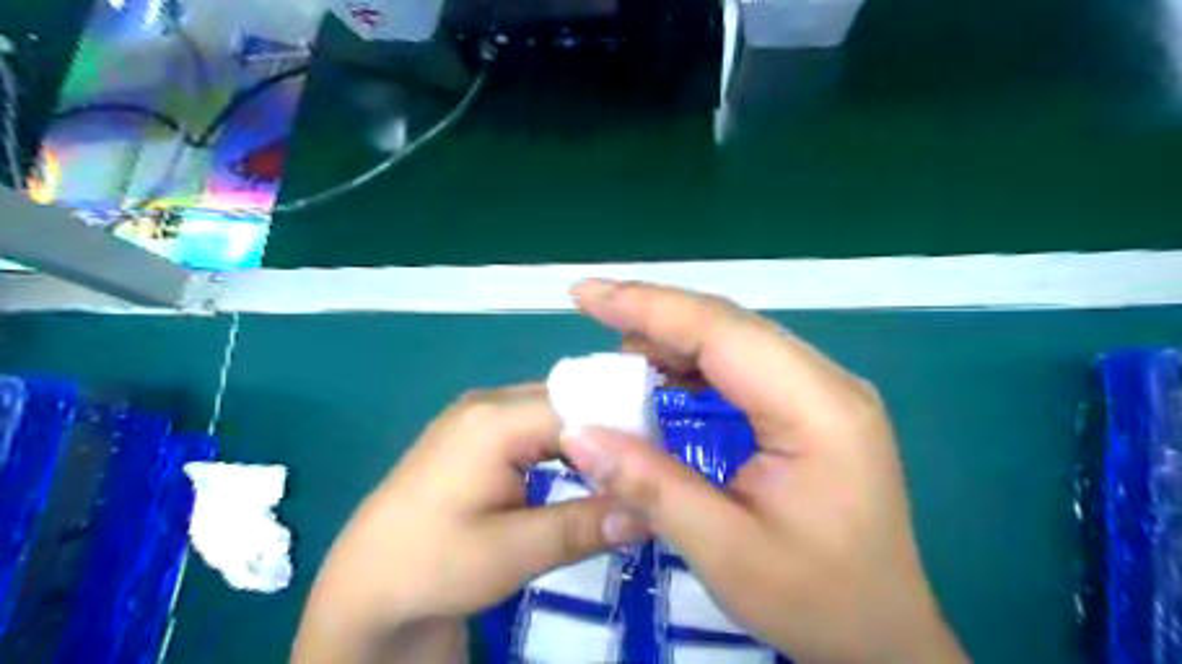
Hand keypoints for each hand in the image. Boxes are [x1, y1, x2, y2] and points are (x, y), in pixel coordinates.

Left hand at [293, 384, 646, 663]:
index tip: (660, 463)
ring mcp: (480, 416)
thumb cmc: (430, 566)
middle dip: (610, 434)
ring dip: (590, 441)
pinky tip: (583, 471)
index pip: (579, 406)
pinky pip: (536, 427)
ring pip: (555, 414)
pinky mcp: (478, 436)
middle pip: (568, 403)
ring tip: (624, 472)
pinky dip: (566, 446)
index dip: (623, 431)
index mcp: (494, 418)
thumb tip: (651, 513)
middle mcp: (489, 402)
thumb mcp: (512, 552)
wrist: (365, 589)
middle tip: (647, 471)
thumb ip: (583, 525)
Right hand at [565, 280, 967, 663]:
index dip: (649, 307)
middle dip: (654, 312)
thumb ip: (649, 485)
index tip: (585, 295)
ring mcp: (823, 391)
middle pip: (730, 325)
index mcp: (817, 409)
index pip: (722, 332)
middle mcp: (827, 383)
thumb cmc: (814, 600)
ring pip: (736, 338)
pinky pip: (745, 364)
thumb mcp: (723, 551)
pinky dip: (695, 360)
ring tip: (618, 349)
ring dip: (674, 334)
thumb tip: (578, 433)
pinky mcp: (812, 406)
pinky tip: (663, 373)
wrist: (883, 635)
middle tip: (591, 309)